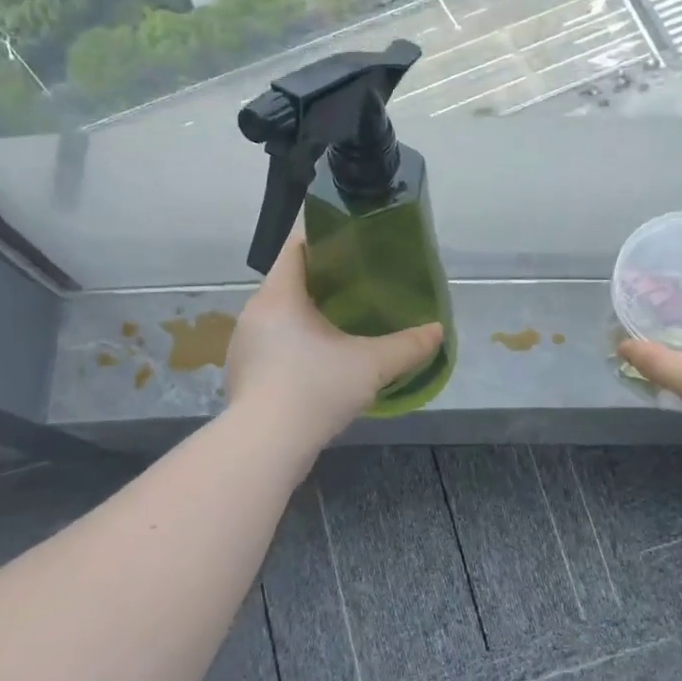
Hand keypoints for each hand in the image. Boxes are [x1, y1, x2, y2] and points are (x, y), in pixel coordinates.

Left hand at [225, 230, 445, 444]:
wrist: (265, 445)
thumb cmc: (315, 388)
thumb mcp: (371, 365)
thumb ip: (408, 346)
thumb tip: (438, 331)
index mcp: (279, 295)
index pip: (296, 246)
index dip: (322, 235)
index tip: (350, 235)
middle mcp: (254, 312)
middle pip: (287, 279)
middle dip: (320, 276)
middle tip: (357, 278)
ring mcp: (244, 344)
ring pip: (278, 313)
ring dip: (305, 311)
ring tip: (340, 318)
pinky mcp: (242, 373)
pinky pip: (271, 342)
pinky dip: (294, 340)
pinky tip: (317, 359)